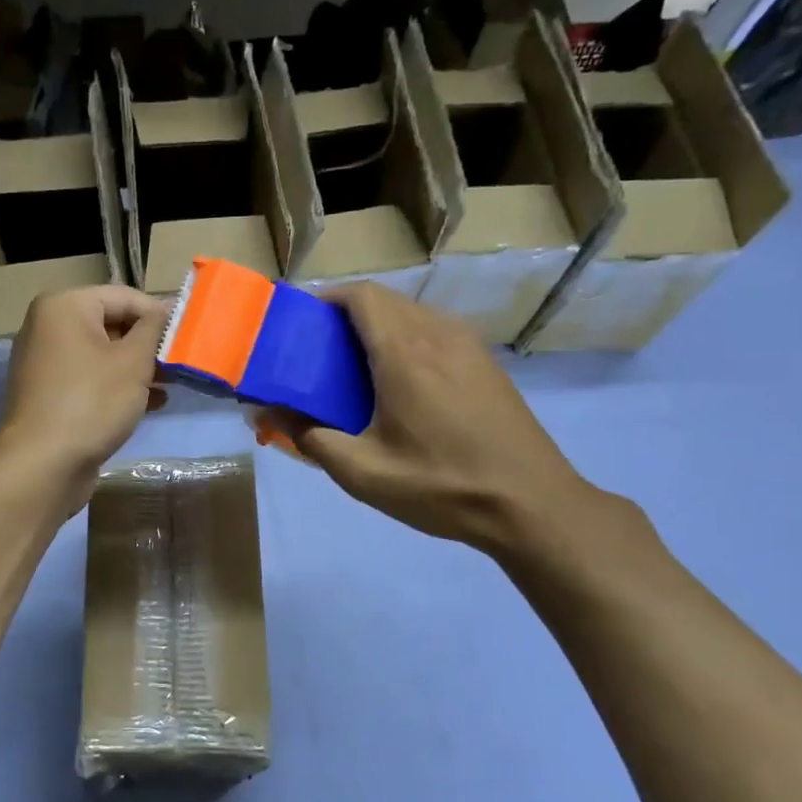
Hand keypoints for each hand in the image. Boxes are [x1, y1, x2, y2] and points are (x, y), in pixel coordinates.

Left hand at [0, 286, 167, 512]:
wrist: (42, 465)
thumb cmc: (91, 402)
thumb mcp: (133, 362)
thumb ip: (154, 330)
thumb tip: (165, 309)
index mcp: (63, 307)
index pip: (124, 297)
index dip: (160, 315)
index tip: (189, 337)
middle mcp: (48, 328)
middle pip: (111, 324)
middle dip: (148, 345)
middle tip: (182, 364)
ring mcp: (45, 364)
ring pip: (102, 356)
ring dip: (138, 369)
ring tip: (173, 386)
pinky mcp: (49, 396)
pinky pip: (90, 380)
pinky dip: (118, 387)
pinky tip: (150, 404)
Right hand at [285, 284, 597, 552]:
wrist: (531, 506)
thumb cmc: (441, 486)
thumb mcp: (362, 472)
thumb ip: (309, 437)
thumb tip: (269, 413)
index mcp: (405, 353)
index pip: (361, 295)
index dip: (326, 300)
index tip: (300, 327)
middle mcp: (438, 335)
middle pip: (384, 300)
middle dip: (344, 316)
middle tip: (318, 355)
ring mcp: (469, 347)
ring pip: (412, 314)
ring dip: (377, 328)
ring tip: (353, 371)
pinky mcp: (486, 365)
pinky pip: (435, 333)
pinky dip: (405, 341)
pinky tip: (397, 386)